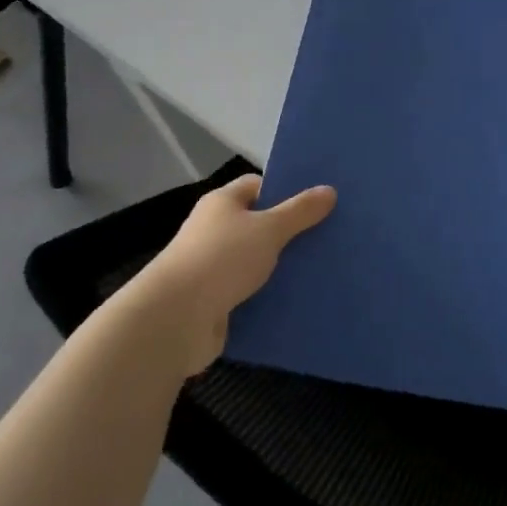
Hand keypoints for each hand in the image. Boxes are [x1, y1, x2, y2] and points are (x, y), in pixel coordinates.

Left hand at [125, 173, 335, 376]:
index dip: (285, 191)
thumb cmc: (222, 259)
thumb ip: (300, 211)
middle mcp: (215, 231)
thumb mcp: (269, 229)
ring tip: (324, 268)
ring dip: (283, 268)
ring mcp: (213, 268)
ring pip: (258, 262)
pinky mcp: (216, 302)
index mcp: (222, 203)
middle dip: (291, 232)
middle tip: (330, 235)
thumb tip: (328, 190)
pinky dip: (272, 296)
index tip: (318, 201)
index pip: (257, 186)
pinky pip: (252, 293)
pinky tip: (302, 300)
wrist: (176, 319)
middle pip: (259, 225)